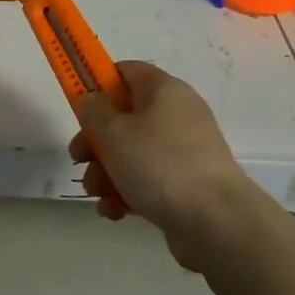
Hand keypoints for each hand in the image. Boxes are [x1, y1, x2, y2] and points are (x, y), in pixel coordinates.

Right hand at [70, 61, 255, 269]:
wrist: (217, 223)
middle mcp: (177, 116)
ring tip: (97, 193)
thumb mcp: (114, 132)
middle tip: (79, 158)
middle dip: (96, 140)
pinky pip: (148, 181)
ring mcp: (184, 153)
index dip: (97, 83)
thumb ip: (93, 110)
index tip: (78, 106)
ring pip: (132, 152)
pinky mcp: (186, 186)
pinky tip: (113, 211)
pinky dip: (127, 193)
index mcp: (164, 90)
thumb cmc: (159, 165)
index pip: (126, 71)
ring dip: (106, 171)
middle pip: (124, 117)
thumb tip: (91, 99)